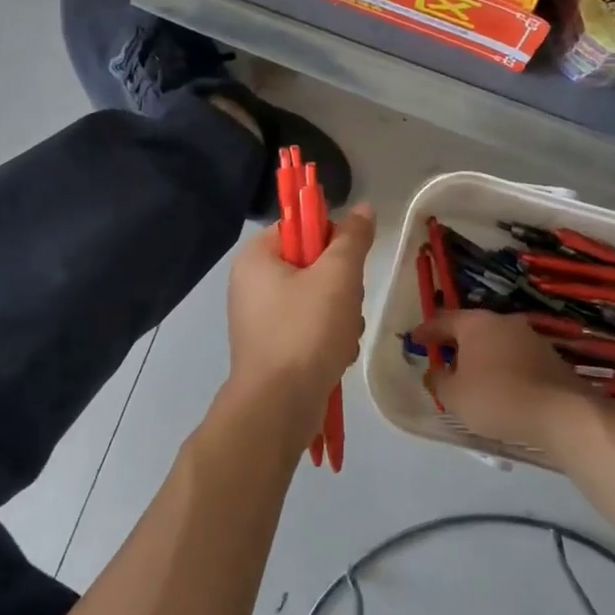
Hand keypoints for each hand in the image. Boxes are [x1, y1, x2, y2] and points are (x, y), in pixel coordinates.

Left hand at [226, 204, 375, 429]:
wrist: (279, 406)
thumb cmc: (305, 331)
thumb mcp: (338, 276)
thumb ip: (352, 238)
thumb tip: (363, 208)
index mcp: (256, 257)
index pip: (299, 227)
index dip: (331, 239)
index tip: (349, 262)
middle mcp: (251, 283)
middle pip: (312, 264)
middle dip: (341, 286)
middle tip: (346, 303)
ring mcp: (260, 319)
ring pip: (317, 299)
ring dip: (341, 315)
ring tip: (341, 336)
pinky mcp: (272, 348)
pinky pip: (309, 328)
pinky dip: (328, 339)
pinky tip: (336, 355)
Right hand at [410, 310, 607, 460]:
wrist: (560, 412)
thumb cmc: (496, 398)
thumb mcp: (454, 395)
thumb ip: (438, 380)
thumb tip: (434, 372)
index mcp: (476, 323)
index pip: (443, 320)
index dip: (426, 331)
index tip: (414, 339)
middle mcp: (503, 321)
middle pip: (471, 328)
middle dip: (455, 342)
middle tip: (441, 356)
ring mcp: (530, 337)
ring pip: (495, 341)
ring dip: (480, 355)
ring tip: (469, 375)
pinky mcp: (549, 356)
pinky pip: (514, 357)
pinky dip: (501, 366)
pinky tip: (498, 385)